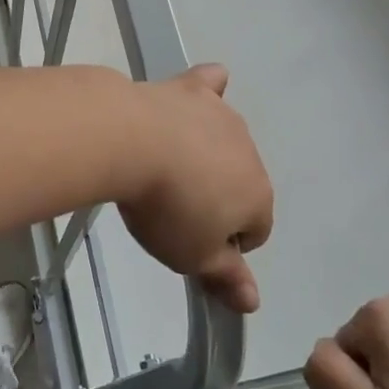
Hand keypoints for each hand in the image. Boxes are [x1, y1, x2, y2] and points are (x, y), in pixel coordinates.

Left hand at [118, 64, 272, 313]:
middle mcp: (250, 152)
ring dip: (205, 154)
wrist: (131, 142)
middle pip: (239, 183)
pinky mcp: (192, 89)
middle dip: (215, 197)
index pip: (256, 230)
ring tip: (164, 166)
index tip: (191, 242)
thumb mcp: (192, 256)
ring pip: (224, 141)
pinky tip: (196, 96)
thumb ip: (226, 277)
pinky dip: (207, 91)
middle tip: (171, 208)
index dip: (225, 243)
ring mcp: (222, 115)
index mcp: (258, 195)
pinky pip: (211, 84)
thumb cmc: (166, 208)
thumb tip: (254, 303)